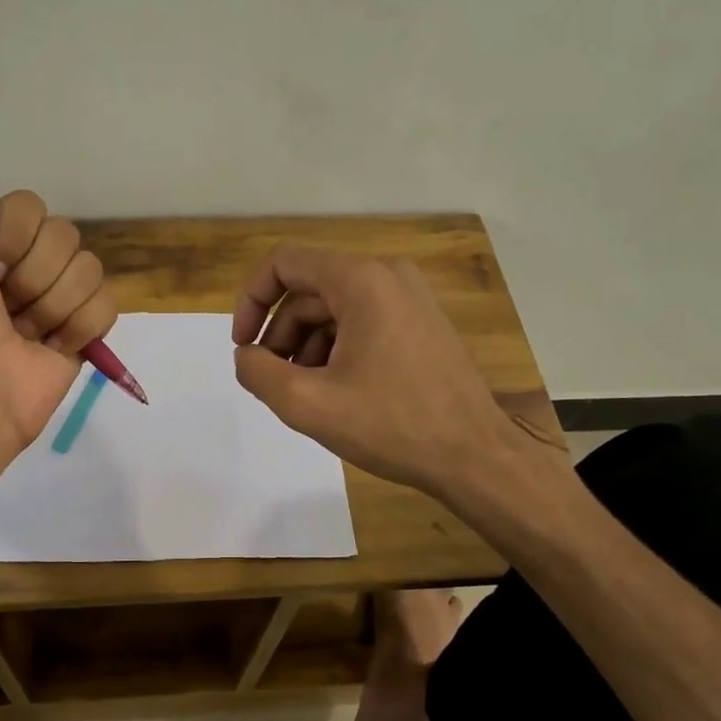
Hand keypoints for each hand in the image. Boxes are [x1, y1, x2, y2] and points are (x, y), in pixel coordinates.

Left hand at [0, 162, 117, 449]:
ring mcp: (61, 297)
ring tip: (25, 332)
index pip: (31, 206)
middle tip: (6, 306)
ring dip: (52, 306)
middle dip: (33, 275)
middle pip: (65, 235)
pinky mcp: (87, 329)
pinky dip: (80, 328)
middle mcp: (29, 263)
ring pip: (89, 269)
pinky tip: (54, 346)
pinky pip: (107, 305)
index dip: (12, 237)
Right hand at [231, 246, 559, 503]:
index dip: (251, 301)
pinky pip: (362, 323)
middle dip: (280, 335)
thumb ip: (258, 373)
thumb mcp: (308, 404)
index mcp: (361, 281)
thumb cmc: (392, 426)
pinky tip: (337, 393)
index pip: (284, 263)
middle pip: (308, 291)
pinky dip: (336, 350)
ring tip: (307, 395)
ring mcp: (410, 298)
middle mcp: (388, 275)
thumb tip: (246, 357)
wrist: (475, 457)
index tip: (244, 347)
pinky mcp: (422, 323)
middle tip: (274, 383)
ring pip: (334, 310)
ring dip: (307, 347)